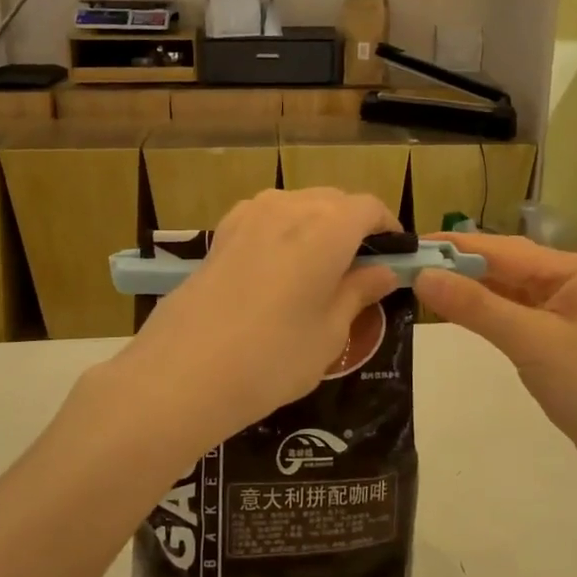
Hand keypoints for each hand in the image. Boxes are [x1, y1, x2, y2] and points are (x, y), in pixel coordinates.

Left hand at [116, 189, 401, 446]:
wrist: (182, 374)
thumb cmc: (273, 357)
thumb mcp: (330, 332)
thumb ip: (359, 292)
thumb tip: (383, 271)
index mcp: (327, 226)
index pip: (369, 208)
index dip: (387, 229)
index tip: (394, 258)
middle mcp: (289, 206)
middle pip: (334, 201)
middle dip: (354, 227)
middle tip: (360, 271)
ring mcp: (249, 215)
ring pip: (299, 206)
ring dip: (318, 226)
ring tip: (319, 271)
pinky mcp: (221, 232)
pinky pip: (266, 217)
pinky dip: (284, 231)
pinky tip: (279, 270)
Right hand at [414, 234, 576, 486]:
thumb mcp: (532, 344)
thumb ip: (476, 307)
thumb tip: (423, 276)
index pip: (503, 249)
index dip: (454, 247)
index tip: (408, 245)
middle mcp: (575, 279)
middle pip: (506, 265)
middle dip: (459, 266)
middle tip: (407, 266)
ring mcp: (571, 308)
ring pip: (510, 290)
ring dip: (471, 289)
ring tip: (422, 283)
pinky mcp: (564, 336)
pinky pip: (518, 313)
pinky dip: (489, 312)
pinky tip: (458, 310)